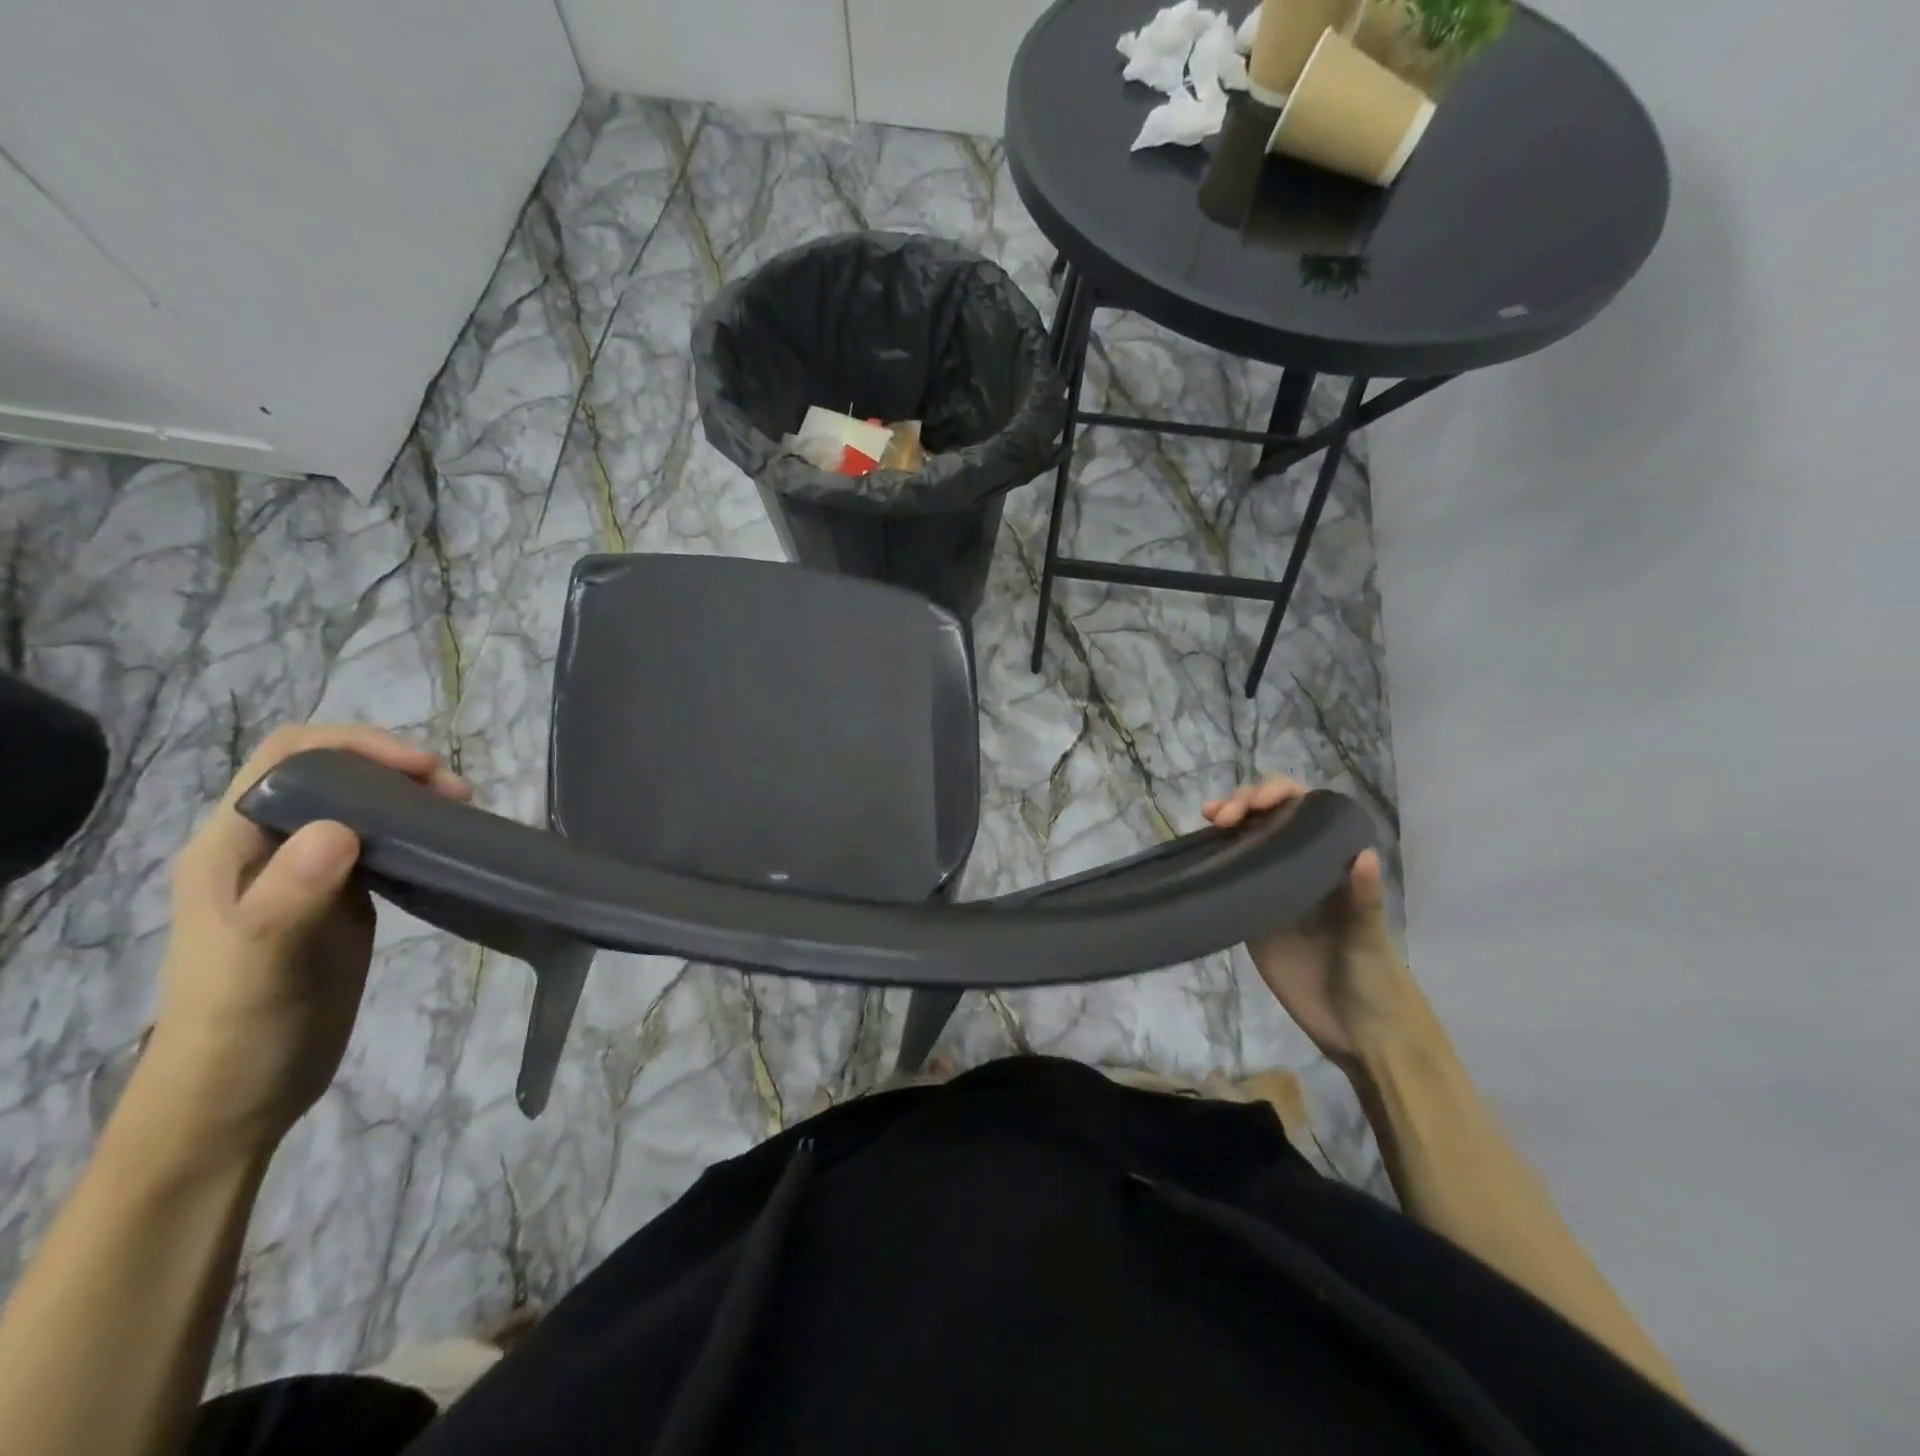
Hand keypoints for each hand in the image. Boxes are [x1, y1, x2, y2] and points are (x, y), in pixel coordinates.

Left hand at [143, 724, 468, 1152]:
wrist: (237, 1099)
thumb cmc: (237, 1031)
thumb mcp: (257, 966)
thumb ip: (288, 896)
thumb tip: (340, 829)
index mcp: (233, 845)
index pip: (292, 757)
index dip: (357, 746)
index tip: (423, 770)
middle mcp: (270, 846)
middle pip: (333, 772)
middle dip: (396, 766)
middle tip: (456, 795)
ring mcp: (309, 872)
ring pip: (362, 804)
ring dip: (412, 796)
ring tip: (462, 814)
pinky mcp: (345, 898)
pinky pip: (383, 843)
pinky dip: (419, 831)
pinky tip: (449, 847)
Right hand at [1204, 776, 1419, 1072]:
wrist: (1356, 1033)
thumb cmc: (1375, 982)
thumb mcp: (1369, 940)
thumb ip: (1363, 900)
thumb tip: (1363, 854)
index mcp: (1333, 863)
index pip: (1306, 811)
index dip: (1282, 795)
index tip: (1259, 803)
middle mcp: (1302, 867)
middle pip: (1272, 818)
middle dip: (1248, 803)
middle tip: (1224, 816)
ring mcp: (1274, 890)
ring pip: (1248, 841)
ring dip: (1229, 821)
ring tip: (1210, 817)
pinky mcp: (1252, 915)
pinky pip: (1232, 877)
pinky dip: (1216, 858)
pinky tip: (1201, 850)